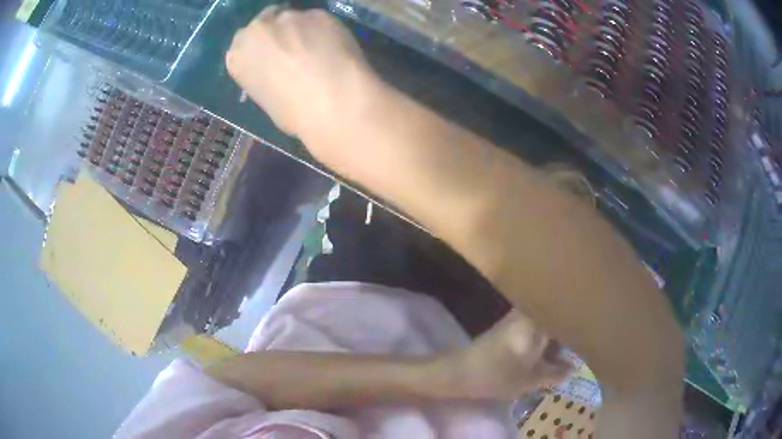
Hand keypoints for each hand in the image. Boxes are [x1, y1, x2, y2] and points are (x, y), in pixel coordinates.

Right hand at [226, 7, 378, 145]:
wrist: (331, 103)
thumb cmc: (293, 114)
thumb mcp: (266, 99)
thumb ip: (267, 75)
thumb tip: (283, 71)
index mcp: (237, 56)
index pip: (246, 43)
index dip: (264, 48)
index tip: (275, 57)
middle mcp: (257, 29)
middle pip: (268, 22)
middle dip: (280, 33)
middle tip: (297, 50)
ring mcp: (288, 17)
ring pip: (295, 19)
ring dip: (304, 31)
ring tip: (321, 52)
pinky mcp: (318, 13)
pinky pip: (320, 21)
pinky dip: (326, 31)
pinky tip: (336, 48)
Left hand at [435, 311, 571, 400]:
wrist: (458, 372)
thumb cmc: (497, 376)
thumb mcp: (530, 380)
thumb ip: (556, 373)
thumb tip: (573, 368)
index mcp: (538, 323)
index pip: (566, 314)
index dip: (580, 324)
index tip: (591, 333)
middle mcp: (529, 313)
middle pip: (557, 316)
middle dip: (569, 329)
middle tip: (581, 343)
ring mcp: (517, 317)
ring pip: (546, 320)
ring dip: (556, 333)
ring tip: (567, 347)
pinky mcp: (508, 325)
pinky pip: (535, 325)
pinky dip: (543, 336)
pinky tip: (547, 350)